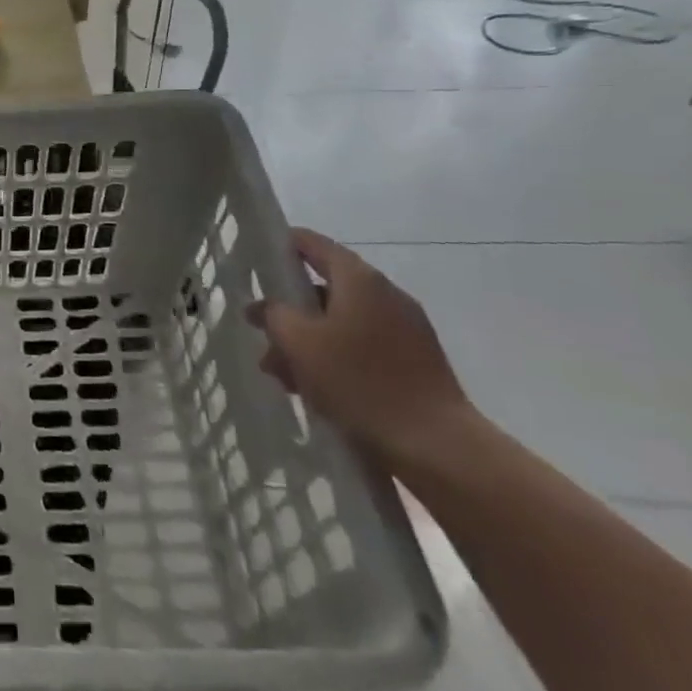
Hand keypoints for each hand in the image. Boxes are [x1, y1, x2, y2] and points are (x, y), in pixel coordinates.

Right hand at [246, 228, 474, 469]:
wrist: (436, 446)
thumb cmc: (360, 381)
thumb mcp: (299, 342)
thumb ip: (275, 314)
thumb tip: (269, 306)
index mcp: (360, 280)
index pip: (313, 244)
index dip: (282, 246)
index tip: (255, 258)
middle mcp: (386, 296)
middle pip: (325, 289)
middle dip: (289, 310)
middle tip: (259, 332)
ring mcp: (405, 330)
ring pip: (340, 323)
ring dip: (307, 341)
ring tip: (281, 373)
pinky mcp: (414, 362)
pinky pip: (361, 347)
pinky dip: (333, 358)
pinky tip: (313, 388)